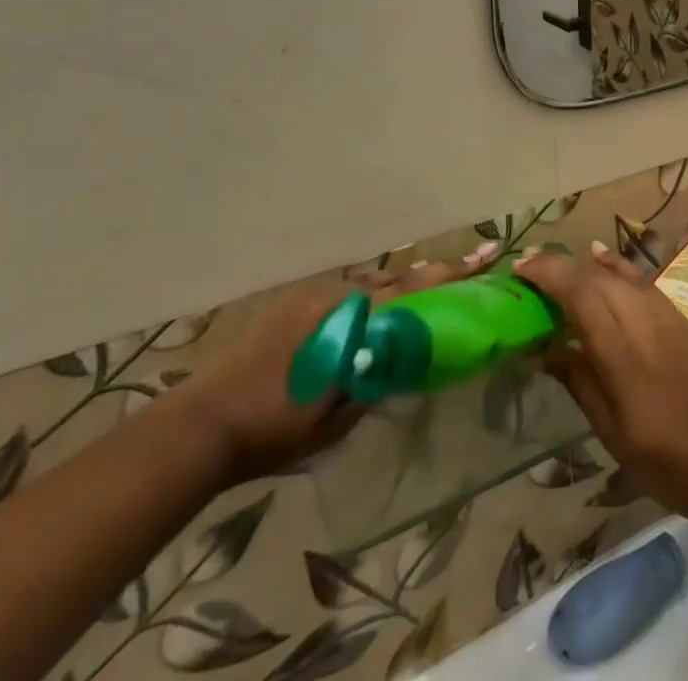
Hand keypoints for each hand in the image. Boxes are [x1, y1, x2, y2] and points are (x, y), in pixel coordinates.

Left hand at [167, 240, 497, 484]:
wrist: (202, 424)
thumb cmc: (274, 429)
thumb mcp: (336, 418)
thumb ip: (374, 380)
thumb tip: (401, 362)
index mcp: (352, 322)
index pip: (414, 293)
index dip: (451, 277)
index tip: (485, 258)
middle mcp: (338, 297)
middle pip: (397, 280)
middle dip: (432, 276)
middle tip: (467, 267)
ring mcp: (313, 296)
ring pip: (371, 283)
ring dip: (399, 285)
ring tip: (425, 288)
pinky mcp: (294, 302)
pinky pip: (346, 290)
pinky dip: (368, 294)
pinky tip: (373, 308)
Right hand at [514, 242, 687, 520]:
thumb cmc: (659, 456)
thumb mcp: (608, 428)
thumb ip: (576, 379)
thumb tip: (540, 348)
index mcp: (620, 352)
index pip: (579, 294)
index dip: (548, 275)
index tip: (519, 271)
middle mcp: (641, 320)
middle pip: (595, 278)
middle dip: (559, 266)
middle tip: (528, 270)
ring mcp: (663, 313)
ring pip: (617, 273)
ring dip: (583, 264)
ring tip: (555, 263)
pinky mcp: (677, 314)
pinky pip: (640, 278)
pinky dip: (616, 264)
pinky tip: (599, 255)